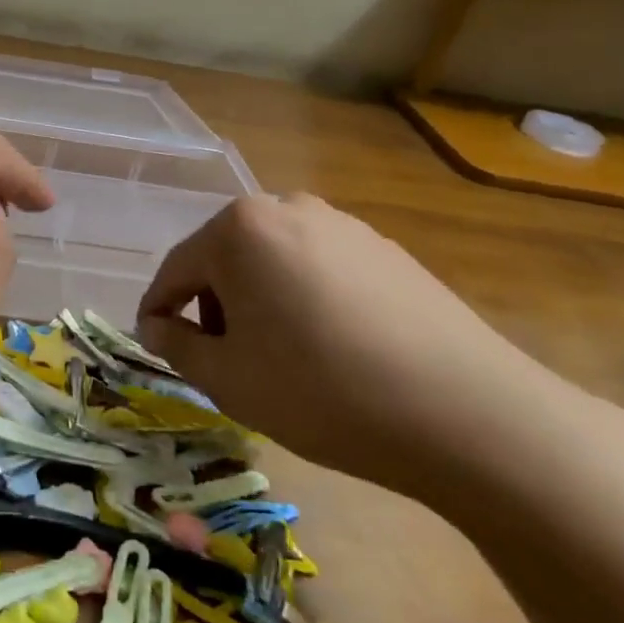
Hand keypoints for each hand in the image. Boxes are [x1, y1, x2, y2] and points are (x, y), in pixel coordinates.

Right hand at [137, 193, 567, 497]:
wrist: (469, 414)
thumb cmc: (322, 390)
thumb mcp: (227, 378)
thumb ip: (176, 344)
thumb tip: (157, 325)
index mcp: (239, 229)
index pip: (176, 270)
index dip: (158, 311)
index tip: (154, 345)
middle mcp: (287, 208)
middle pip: (225, 259)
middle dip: (212, 307)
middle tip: (223, 360)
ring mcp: (343, 225)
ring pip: (272, 262)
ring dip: (259, 302)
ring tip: (279, 357)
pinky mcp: (386, 249)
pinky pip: (319, 269)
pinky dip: (305, 300)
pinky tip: (330, 348)